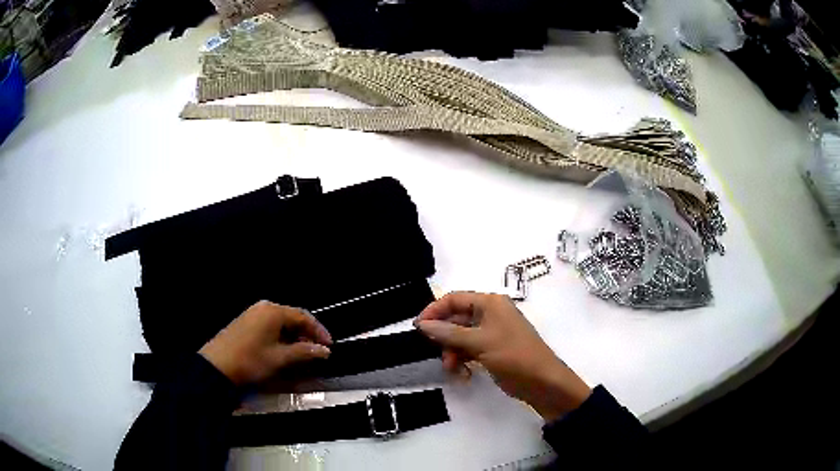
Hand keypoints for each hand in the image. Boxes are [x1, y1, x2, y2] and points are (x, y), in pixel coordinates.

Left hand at [199, 301, 332, 385]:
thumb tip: (325, 350)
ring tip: (303, 351)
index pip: (303, 316)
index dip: (319, 331)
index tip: (329, 346)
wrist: (217, 366)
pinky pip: (270, 324)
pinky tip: (284, 348)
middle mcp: (264, 307)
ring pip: (281, 321)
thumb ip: (304, 352)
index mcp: (273, 311)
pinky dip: (281, 335)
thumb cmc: (251, 361)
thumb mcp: (280, 358)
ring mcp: (252, 313)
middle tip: (317, 350)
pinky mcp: (245, 322)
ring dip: (294, 335)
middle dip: (307, 333)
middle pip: (292, 317)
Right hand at [416, 292, 591, 420]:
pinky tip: (463, 374)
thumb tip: (422, 324)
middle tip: (437, 353)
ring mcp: (492, 333)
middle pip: (456, 319)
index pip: (454, 299)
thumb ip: (449, 333)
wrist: (542, 381)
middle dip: (445, 337)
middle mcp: (490, 314)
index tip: (418, 328)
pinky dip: (463, 360)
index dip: (434, 311)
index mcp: (490, 303)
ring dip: (453, 352)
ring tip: (452, 368)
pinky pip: (469, 349)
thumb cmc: (513, 355)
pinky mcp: (492, 349)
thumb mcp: (479, 343)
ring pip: (460, 337)